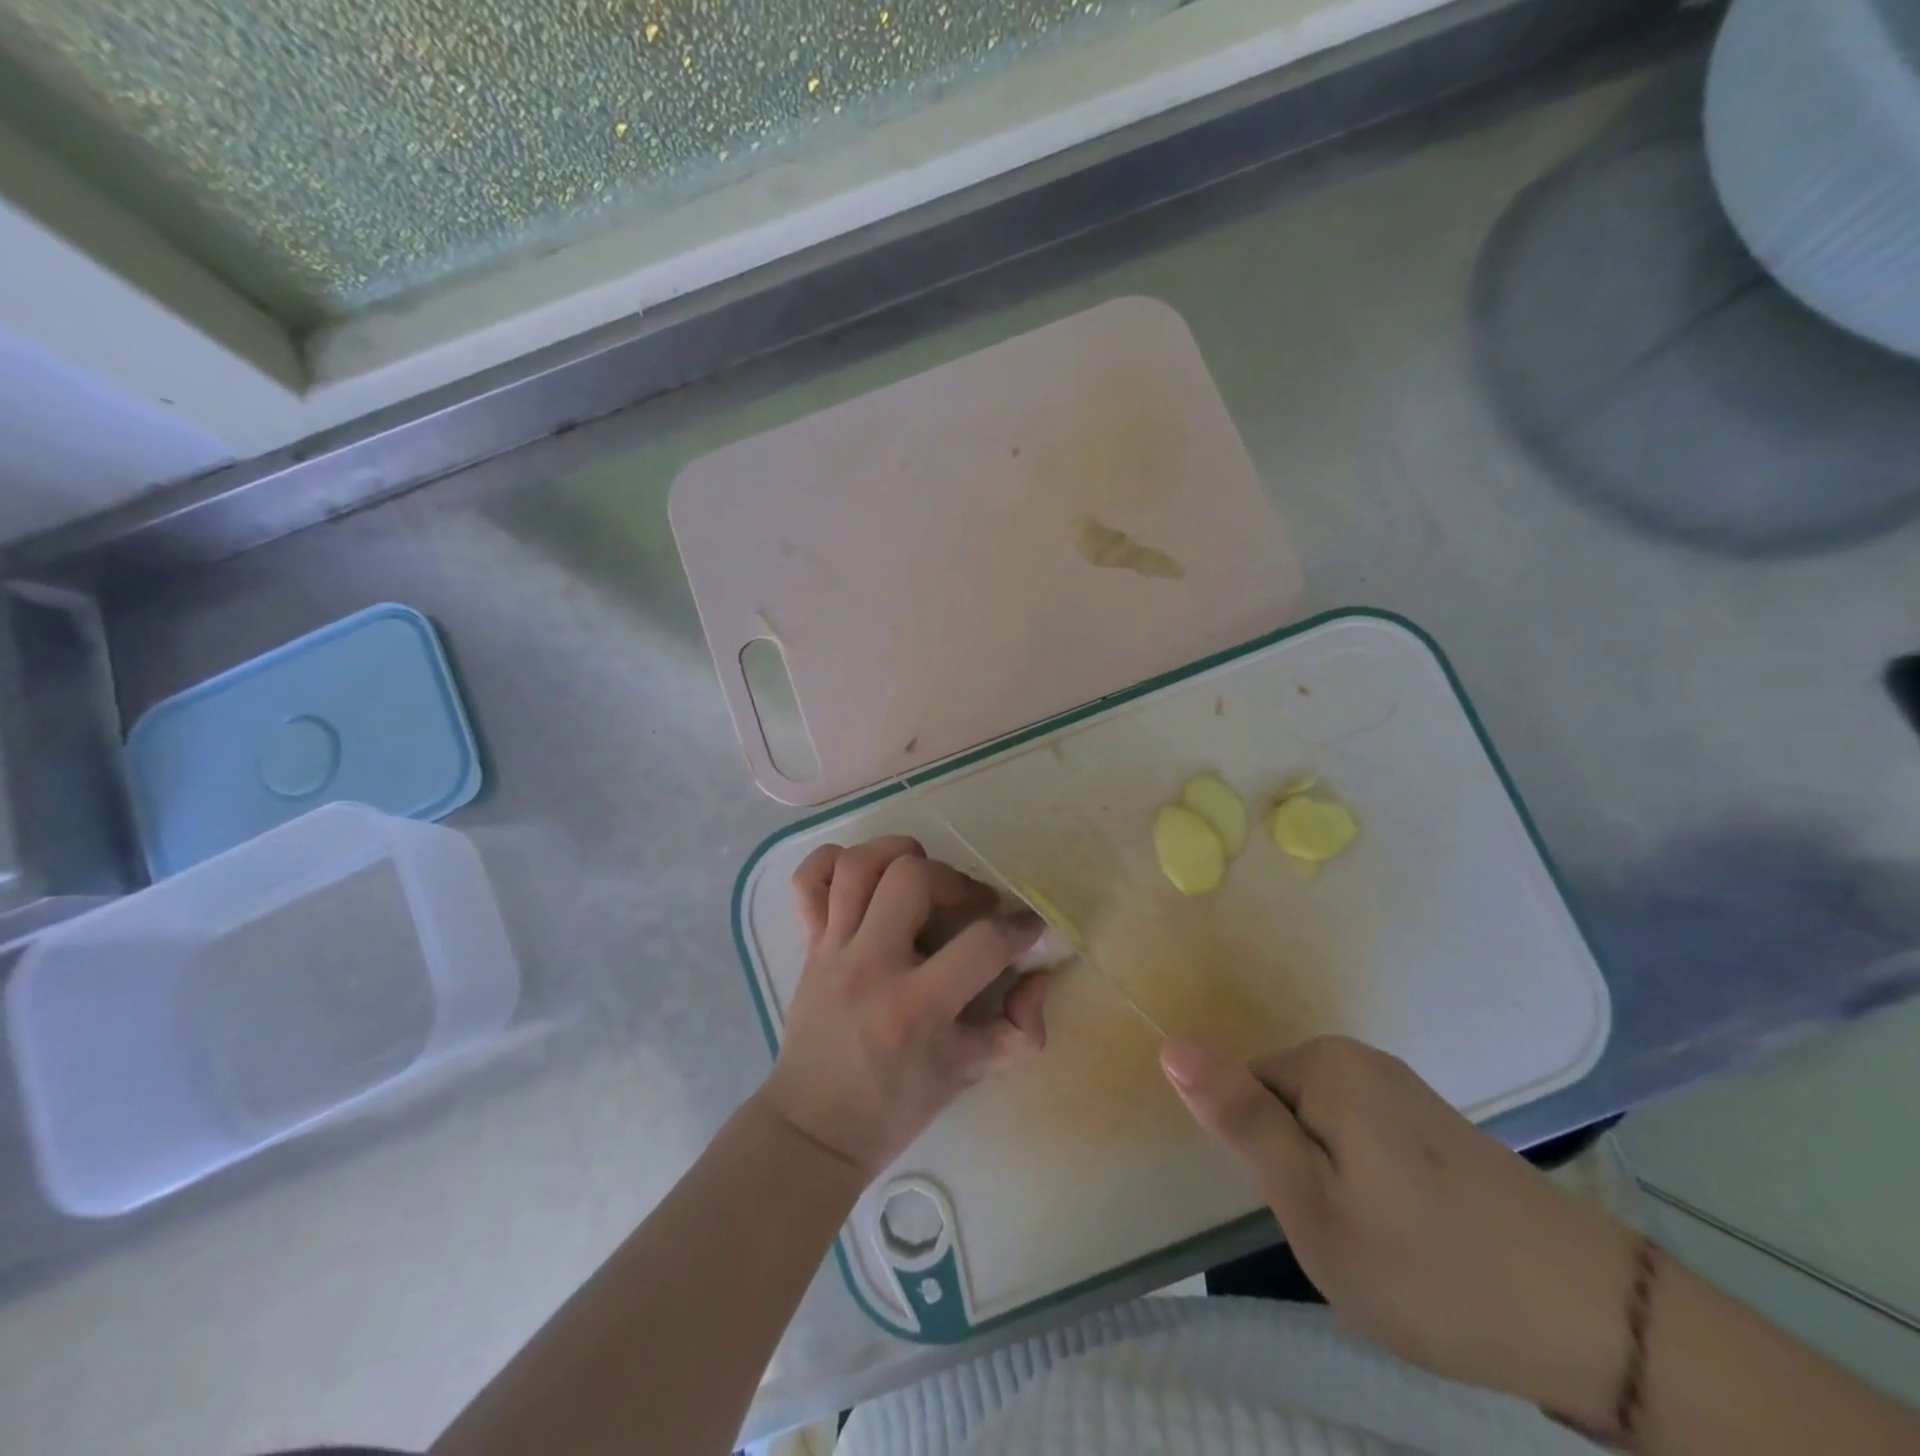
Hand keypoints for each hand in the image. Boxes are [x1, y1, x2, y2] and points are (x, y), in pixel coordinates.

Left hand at [759, 836, 1050, 1177]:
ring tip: (924, 876)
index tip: (1029, 929)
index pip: (981, 943)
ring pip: (859, 865)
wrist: (812, 1129)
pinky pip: (808, 880)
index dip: (1019, 928)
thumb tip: (1038, 976)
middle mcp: (869, 966)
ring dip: (900, 855)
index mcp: (915, 1008)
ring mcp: (831, 950)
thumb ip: (1018, 1030)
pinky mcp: (808, 944)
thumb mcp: (968, 1076)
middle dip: (956, 880)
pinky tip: (866, 875)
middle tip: (973, 905)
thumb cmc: (895, 1106)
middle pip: (912, 877)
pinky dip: (835, 861)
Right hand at [1162, 1036, 1635, 1428]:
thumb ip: (1239, 1120)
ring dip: (1331, 1183)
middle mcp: (1363, 1060)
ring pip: (1323, 1130)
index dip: (1258, 1157)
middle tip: (1336, 1236)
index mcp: (1326, 1063)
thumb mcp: (1310, 1203)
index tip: (1298, 1212)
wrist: (1596, 1324)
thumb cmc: (1428, 1266)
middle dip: (1294, 1169)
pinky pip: (1365, 1142)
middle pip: (1283, 1106)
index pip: (1242, 1090)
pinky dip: (1369, 1187)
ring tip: (1376, 1245)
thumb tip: (1170, 1046)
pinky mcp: (1437, 1128)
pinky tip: (1412, 1239)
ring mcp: (1406, 1092)